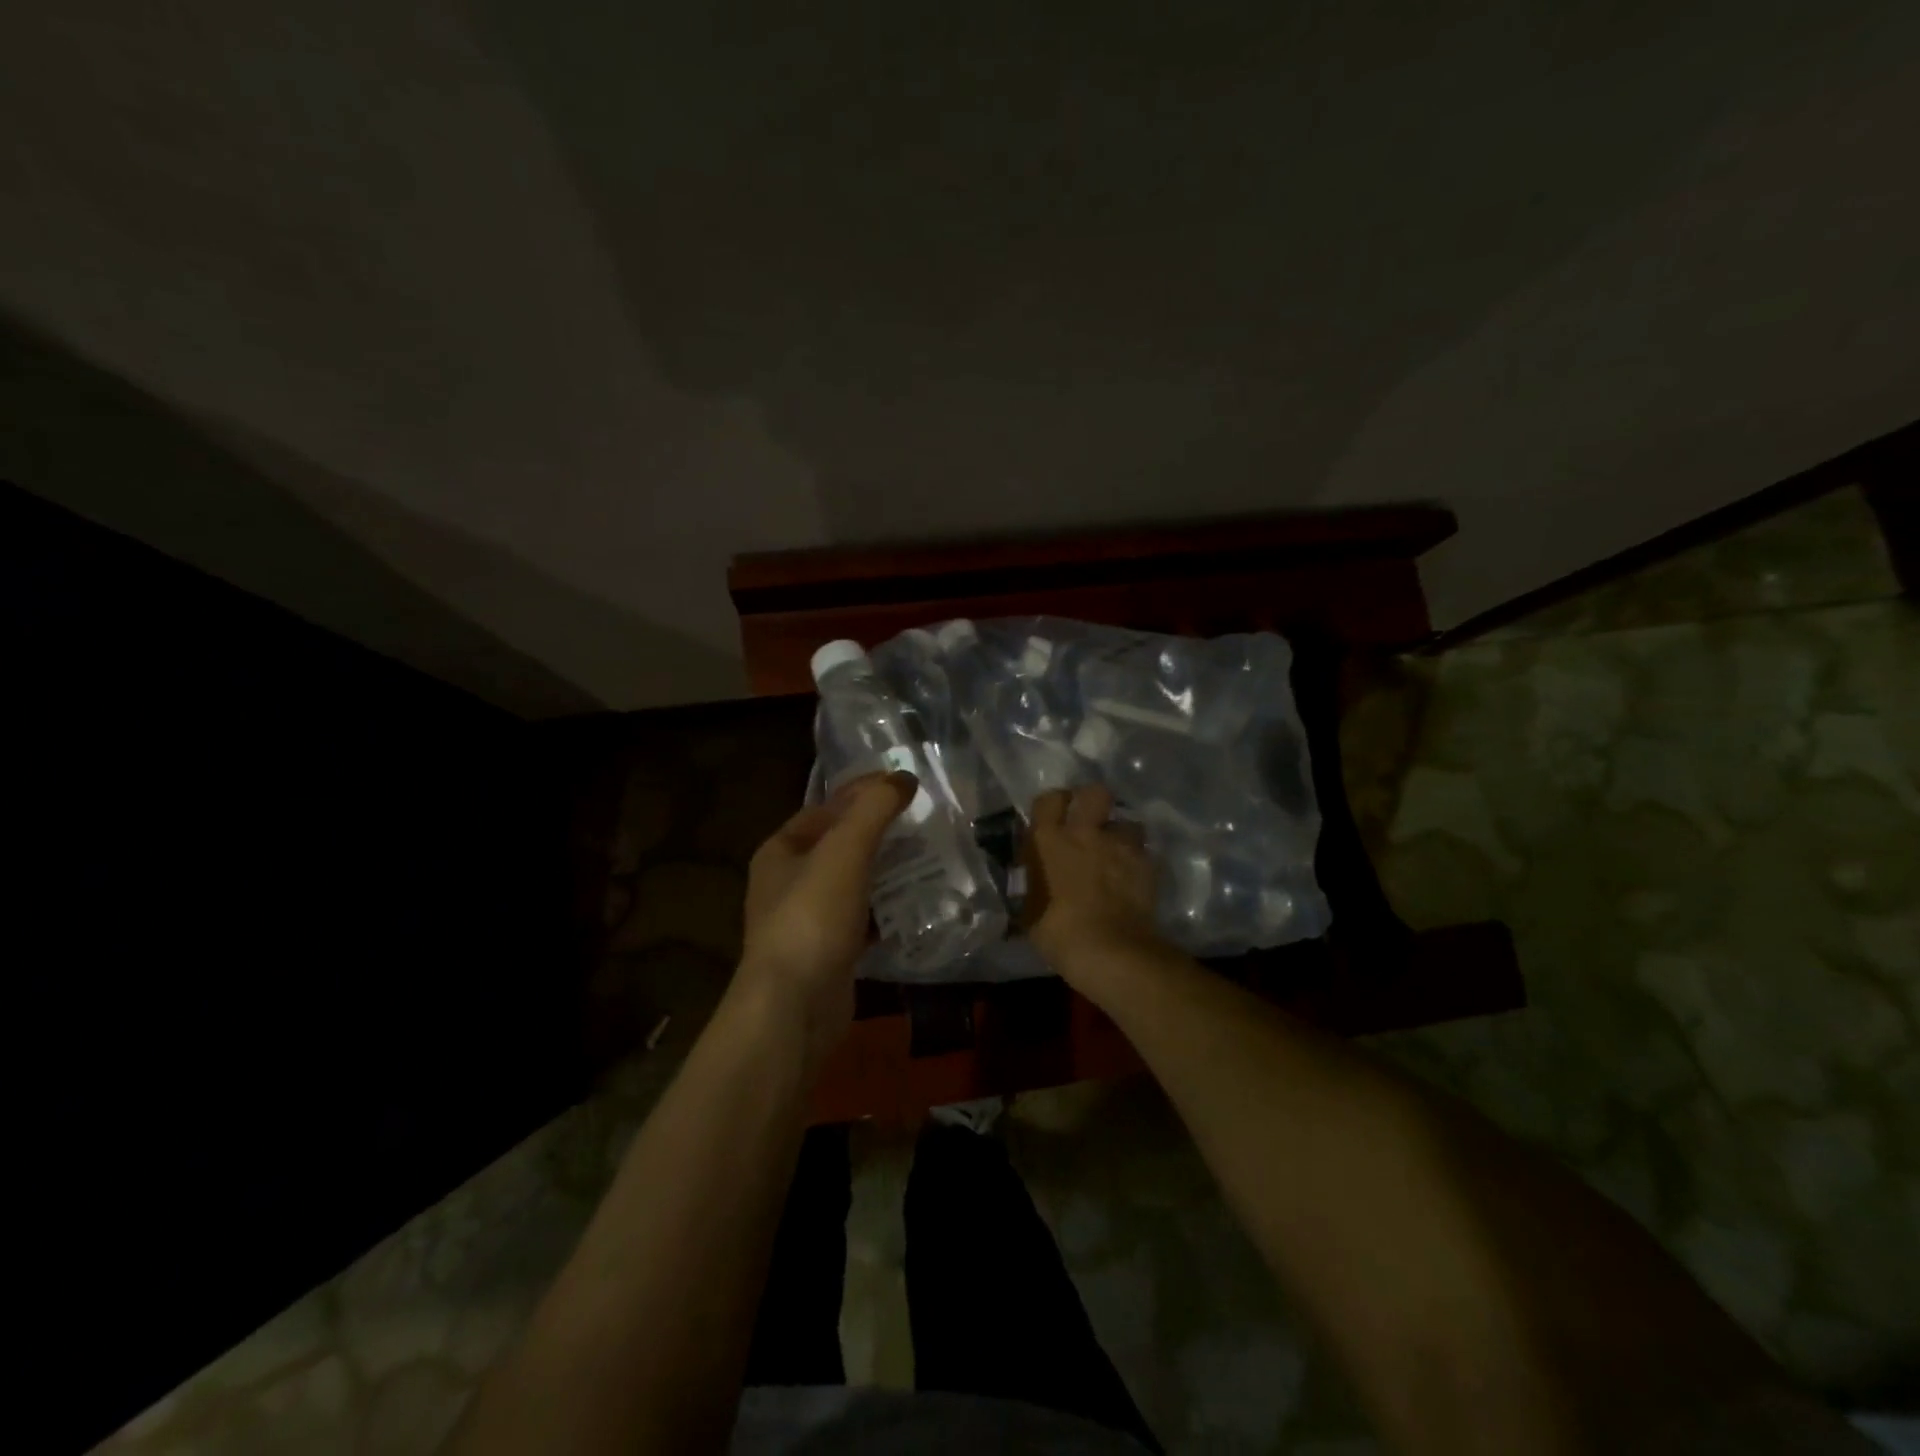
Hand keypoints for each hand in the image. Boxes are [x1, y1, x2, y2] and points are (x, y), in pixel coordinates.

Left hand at [733, 771, 914, 1069]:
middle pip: (839, 845)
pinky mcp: (829, 953)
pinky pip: (862, 919)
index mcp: (781, 850)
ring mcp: (807, 921)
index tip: (904, 785)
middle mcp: (788, 882)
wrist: (793, 1007)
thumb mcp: (844, 851)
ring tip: (928, 858)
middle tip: (922, 822)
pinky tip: (916, 905)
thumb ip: (874, 809)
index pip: (825, 807)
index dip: (862, 791)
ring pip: (853, 883)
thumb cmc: (812, 917)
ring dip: (886, 871)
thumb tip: (903, 778)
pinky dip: (886, 910)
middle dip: (879, 832)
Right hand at [1027, 784, 1167, 992]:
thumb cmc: (1057, 931)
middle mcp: (1086, 833)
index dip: (1053, 803)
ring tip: (1117, 851)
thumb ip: (1030, 885)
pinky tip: (1133, 877)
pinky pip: (1143, 853)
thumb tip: (1028, 879)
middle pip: (1095, 793)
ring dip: (1121, 834)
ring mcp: (1120, 846)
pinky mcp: (1146, 865)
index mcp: (1049, 840)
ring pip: (1127, 822)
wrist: (1109, 950)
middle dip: (1094, 800)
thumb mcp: (1028, 910)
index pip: (1048, 800)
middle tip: (1090, 820)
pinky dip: (1138, 861)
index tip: (1054, 814)